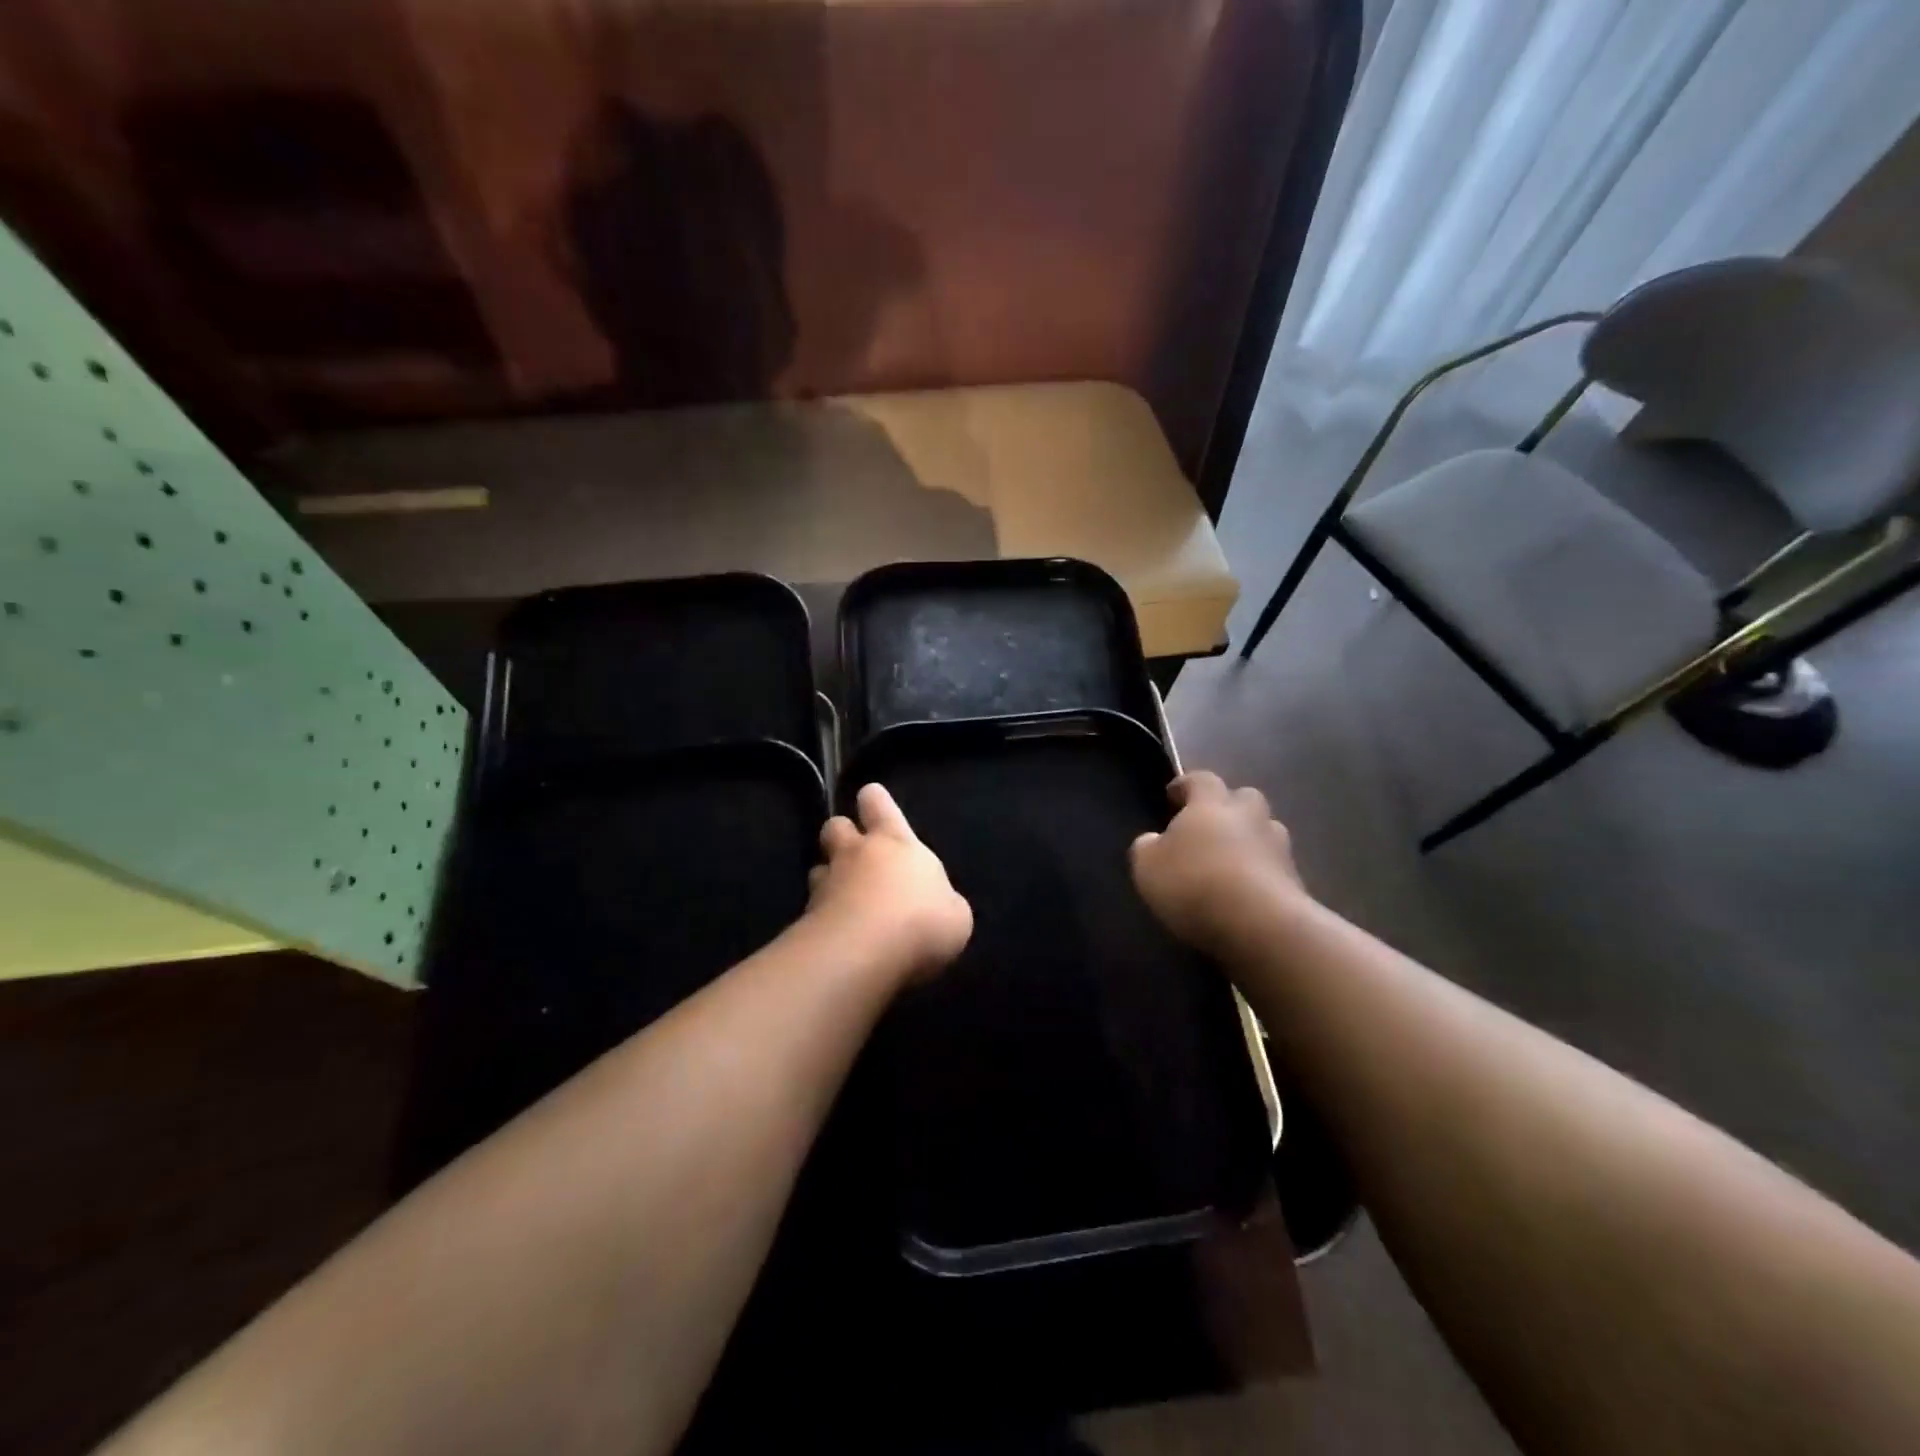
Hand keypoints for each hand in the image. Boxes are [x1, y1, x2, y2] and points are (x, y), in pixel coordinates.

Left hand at [808, 783, 972, 979]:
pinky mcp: (807, 916)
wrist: (865, 953)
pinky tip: (835, 933)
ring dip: (828, 876)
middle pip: (836, 825)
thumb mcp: (955, 915)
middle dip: (841, 832)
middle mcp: (856, 853)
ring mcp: (827, 883)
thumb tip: (938, 906)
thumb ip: (942, 902)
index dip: (874, 800)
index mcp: (896, 842)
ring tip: (840, 896)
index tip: (872, 800)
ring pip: (818, 866)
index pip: (878, 803)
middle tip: (853, 850)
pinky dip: (821, 916)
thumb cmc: (922, 921)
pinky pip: (812, 908)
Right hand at [1129, 771, 1310, 955]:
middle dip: (1228, 808)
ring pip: (1266, 832)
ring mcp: (1279, 848)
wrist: (1260, 925)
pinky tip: (1246, 894)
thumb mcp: (1147, 866)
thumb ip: (1147, 846)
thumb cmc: (1194, 884)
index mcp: (1211, 804)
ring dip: (1250, 841)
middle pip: (1243, 798)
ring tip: (1230, 863)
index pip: (1200, 779)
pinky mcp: (1296, 880)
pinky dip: (1262, 874)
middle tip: (1208, 828)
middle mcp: (1249, 816)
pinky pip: (1275, 868)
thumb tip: (1153, 841)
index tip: (1173, 797)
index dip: (1186, 785)